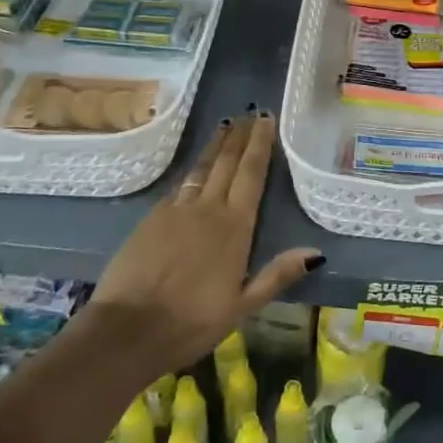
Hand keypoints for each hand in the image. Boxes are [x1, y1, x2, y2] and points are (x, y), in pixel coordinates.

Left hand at [84, 113, 321, 381]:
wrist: (127, 330)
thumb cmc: (191, 322)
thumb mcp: (242, 306)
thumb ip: (277, 275)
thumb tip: (315, 252)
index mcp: (235, 227)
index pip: (251, 174)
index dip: (260, 145)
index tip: (265, 119)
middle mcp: (207, 209)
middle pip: (227, 163)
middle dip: (240, 136)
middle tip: (249, 112)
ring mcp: (176, 210)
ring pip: (201, 169)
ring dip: (216, 145)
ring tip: (226, 125)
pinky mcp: (151, 218)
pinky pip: (179, 185)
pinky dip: (192, 169)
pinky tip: (195, 168)